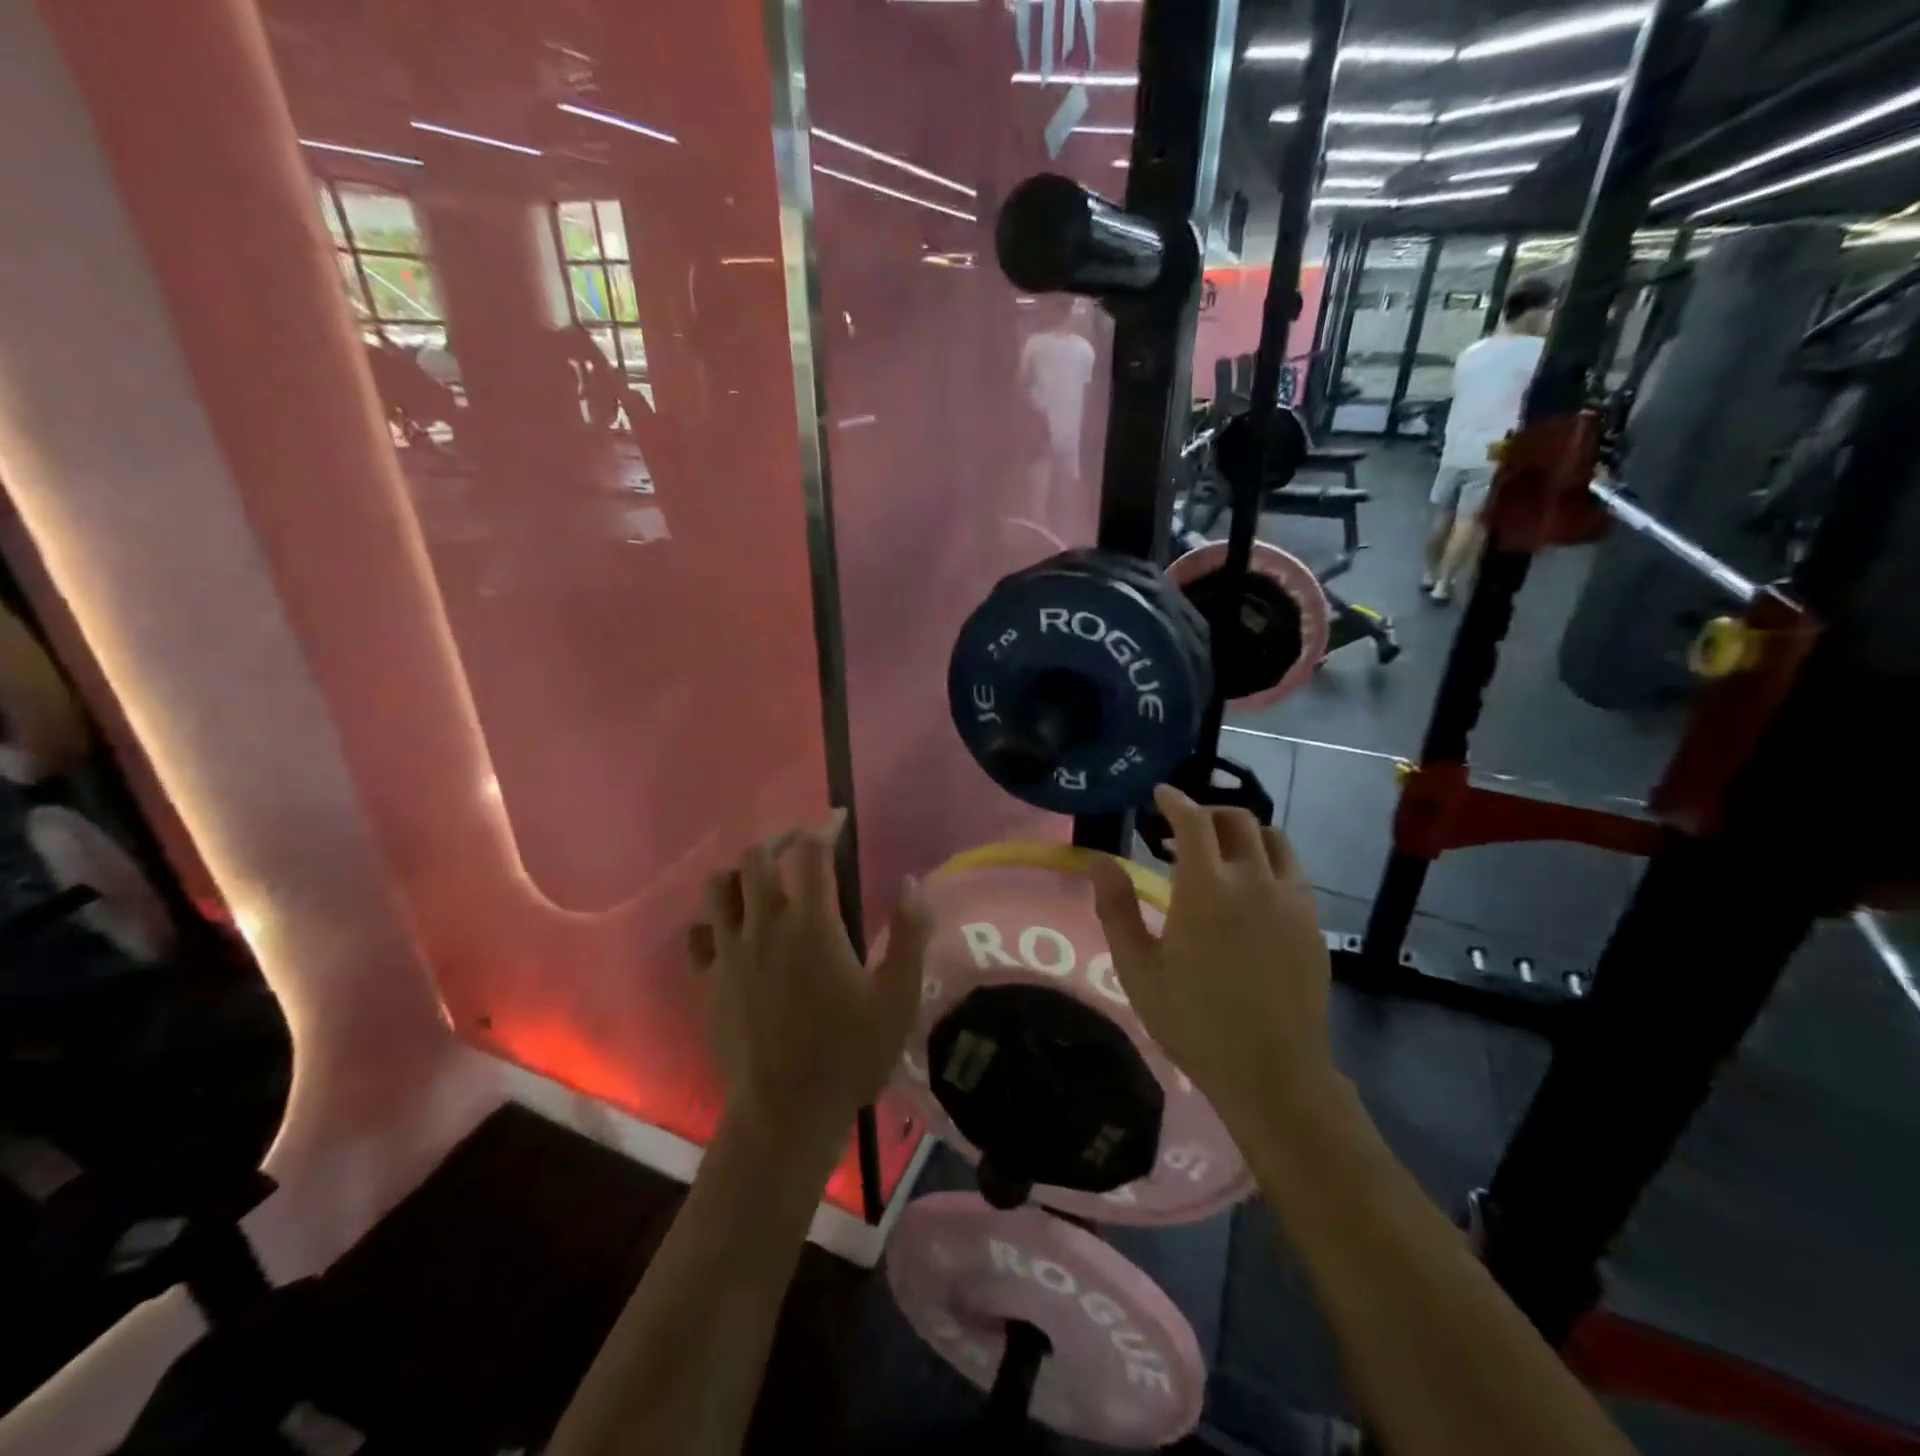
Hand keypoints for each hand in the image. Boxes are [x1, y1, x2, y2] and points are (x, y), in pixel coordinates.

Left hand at [691, 812, 932, 1154]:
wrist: (785, 1115)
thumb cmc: (849, 1055)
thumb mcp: (898, 998)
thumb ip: (910, 935)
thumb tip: (911, 883)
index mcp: (811, 925)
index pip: (810, 853)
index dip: (824, 827)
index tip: (838, 819)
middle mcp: (764, 927)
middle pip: (757, 857)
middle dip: (782, 839)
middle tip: (804, 846)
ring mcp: (729, 953)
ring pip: (718, 887)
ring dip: (742, 872)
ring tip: (765, 880)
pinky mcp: (708, 981)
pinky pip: (698, 933)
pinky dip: (714, 919)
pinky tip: (733, 929)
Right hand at [1087, 785, 1339, 1139]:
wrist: (1273, 1072)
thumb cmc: (1194, 1021)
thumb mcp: (1139, 969)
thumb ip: (1117, 909)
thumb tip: (1099, 861)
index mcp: (1207, 888)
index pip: (1193, 821)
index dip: (1175, 800)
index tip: (1160, 794)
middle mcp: (1254, 881)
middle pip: (1237, 820)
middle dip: (1207, 812)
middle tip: (1180, 829)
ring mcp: (1291, 899)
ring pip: (1273, 838)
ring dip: (1242, 832)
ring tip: (1219, 851)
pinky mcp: (1312, 921)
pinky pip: (1292, 869)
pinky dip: (1267, 858)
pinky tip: (1250, 887)